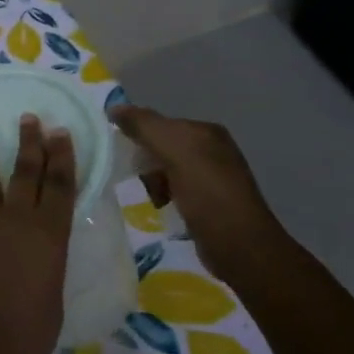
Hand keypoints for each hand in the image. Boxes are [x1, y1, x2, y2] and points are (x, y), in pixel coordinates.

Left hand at [0, 115, 76, 353]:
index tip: (60, 133)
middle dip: (30, 142)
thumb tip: (37, 251)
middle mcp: (15, 218)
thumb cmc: (26, 335)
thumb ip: (46, 261)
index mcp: (50, 234)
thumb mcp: (52, 295)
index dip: (62, 156)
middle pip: (25, 171)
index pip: (60, 184)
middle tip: (30, 119)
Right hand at [110, 106, 289, 282]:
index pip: (160, 124)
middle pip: (161, 148)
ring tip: (153, 199)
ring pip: (165, 172)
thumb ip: (144, 126)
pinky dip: (163, 199)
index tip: (126, 157)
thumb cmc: (207, 193)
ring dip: (152, 184)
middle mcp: (211, 150)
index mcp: (206, 132)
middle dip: (146, 164)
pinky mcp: (208, 204)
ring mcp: (212, 178)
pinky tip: (162, 210)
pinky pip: (173, 192)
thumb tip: (114, 107)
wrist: (239, 245)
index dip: (140, 137)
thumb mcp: (175, 151)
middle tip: (142, 181)